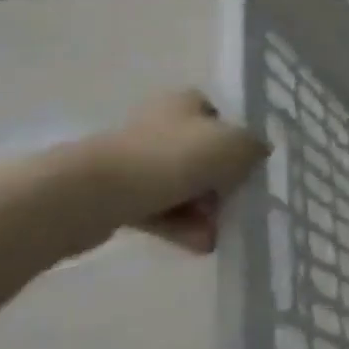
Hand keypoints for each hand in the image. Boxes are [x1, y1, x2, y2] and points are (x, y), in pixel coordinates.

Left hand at [74, 90, 268, 253]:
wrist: (92, 194)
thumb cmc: (171, 159)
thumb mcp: (234, 147)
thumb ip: (253, 149)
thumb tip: (256, 155)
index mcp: (187, 102)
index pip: (222, 118)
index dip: (239, 144)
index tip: (247, 172)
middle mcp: (161, 124)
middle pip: (203, 155)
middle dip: (221, 186)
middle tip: (233, 209)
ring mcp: (135, 160)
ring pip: (181, 185)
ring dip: (202, 211)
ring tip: (215, 238)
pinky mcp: (115, 195)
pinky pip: (157, 208)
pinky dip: (179, 225)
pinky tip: (197, 245)